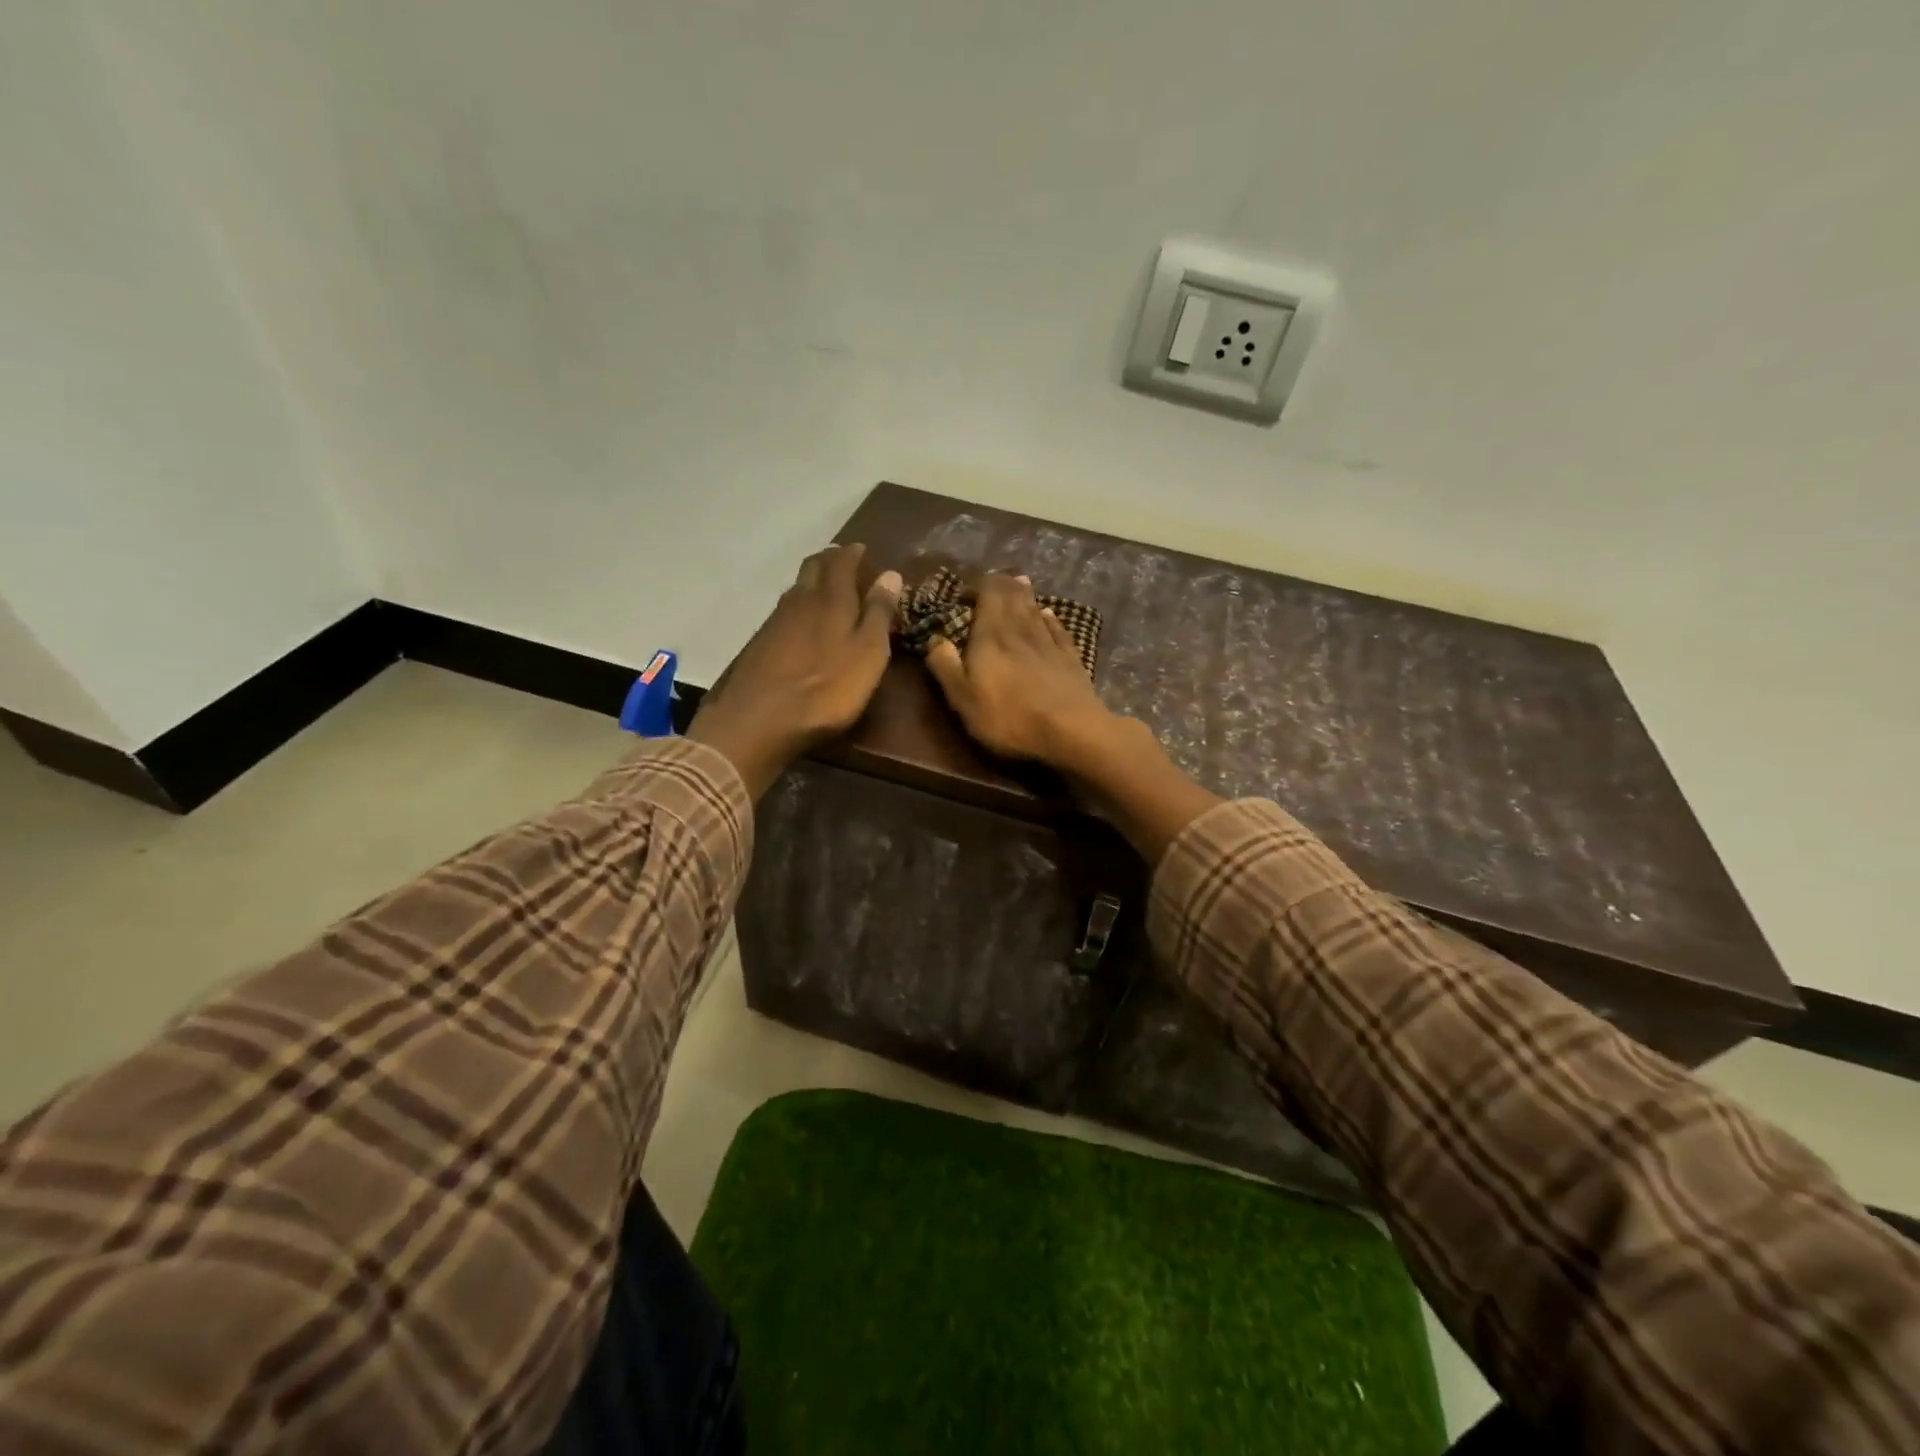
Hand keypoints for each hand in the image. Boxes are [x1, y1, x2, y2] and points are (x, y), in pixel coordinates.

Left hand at [688, 544, 902, 796]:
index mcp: (831, 600)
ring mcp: (775, 622)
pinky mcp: (760, 644)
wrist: (761, 719)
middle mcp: (800, 601)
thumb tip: (891, 574)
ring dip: (811, 581)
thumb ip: (879, 614)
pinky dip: (797, 606)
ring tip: (824, 584)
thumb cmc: (828, 688)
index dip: (852, 554)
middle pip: (813, 569)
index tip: (862, 549)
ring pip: (796, 589)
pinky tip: (800, 620)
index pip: (841, 563)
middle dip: (828, 560)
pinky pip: (783, 612)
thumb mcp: (868, 653)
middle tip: (841, 558)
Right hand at [923, 573, 1116, 768]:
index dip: (979, 587)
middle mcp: (1020, 630)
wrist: (1070, 730)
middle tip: (996, 580)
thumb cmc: (1009, 717)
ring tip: (1020, 583)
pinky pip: (1058, 630)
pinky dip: (1051, 619)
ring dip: (1026, 595)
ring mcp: (1048, 643)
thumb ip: (946, 666)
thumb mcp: (963, 698)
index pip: (988, 595)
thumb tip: (934, 638)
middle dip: (1003, 585)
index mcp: (991, 636)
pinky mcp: (1070, 658)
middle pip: (1013, 597)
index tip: (968, 592)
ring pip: (1035, 610)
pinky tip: (1049, 614)